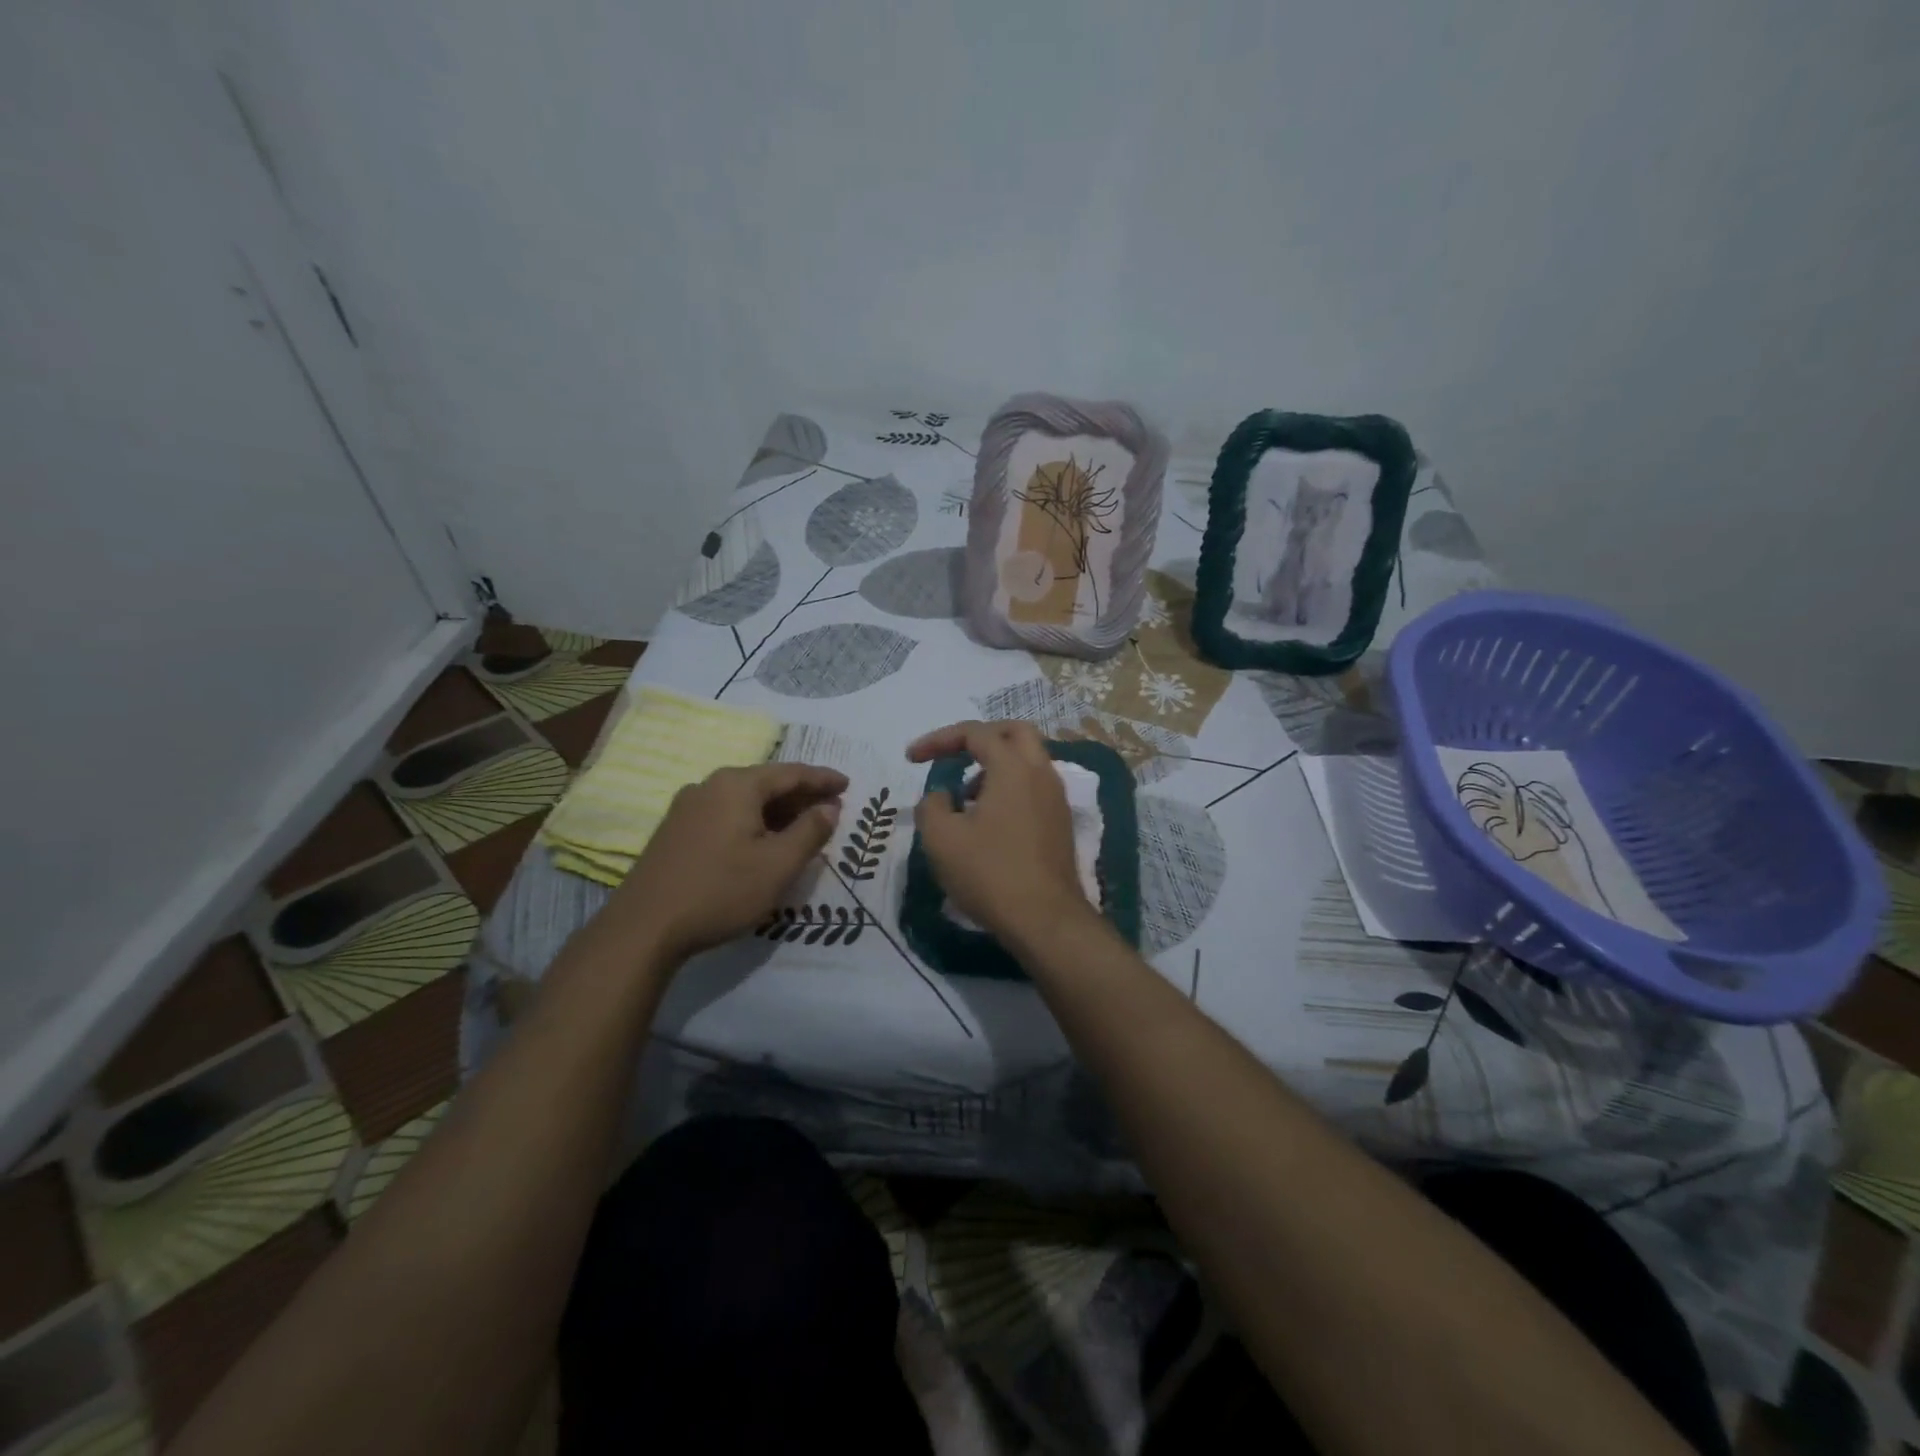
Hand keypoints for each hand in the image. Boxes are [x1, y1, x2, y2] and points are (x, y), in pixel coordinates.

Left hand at [593, 763, 847, 963]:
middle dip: (801, 794)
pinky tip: (762, 840)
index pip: (791, 773)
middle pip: (766, 782)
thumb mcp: (778, 865)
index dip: (822, 779)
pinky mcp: (675, 830)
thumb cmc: (720, 891)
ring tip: (802, 825)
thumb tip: (829, 808)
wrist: (644, 928)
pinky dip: (753, 820)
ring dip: (777, 810)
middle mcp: (710, 785)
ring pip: (745, 799)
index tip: (847, 784)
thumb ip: (810, 832)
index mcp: (737, 785)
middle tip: (831, 808)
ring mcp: (688, 807)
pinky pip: (726, 813)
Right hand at [908, 720, 1091, 940]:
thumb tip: (941, 795)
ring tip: (964, 797)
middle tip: (952, 755)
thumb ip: (932, 805)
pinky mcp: (1060, 823)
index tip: (911, 759)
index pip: (974, 733)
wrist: (1045, 920)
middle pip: (1014, 732)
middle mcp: (1041, 773)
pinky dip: (1009, 787)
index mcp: (1013, 767)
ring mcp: (1056, 799)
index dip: (938, 739)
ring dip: (994, 765)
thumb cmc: (990, 874)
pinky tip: (987, 821)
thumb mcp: (942, 839)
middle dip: (979, 737)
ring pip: (1027, 760)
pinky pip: (1034, 787)